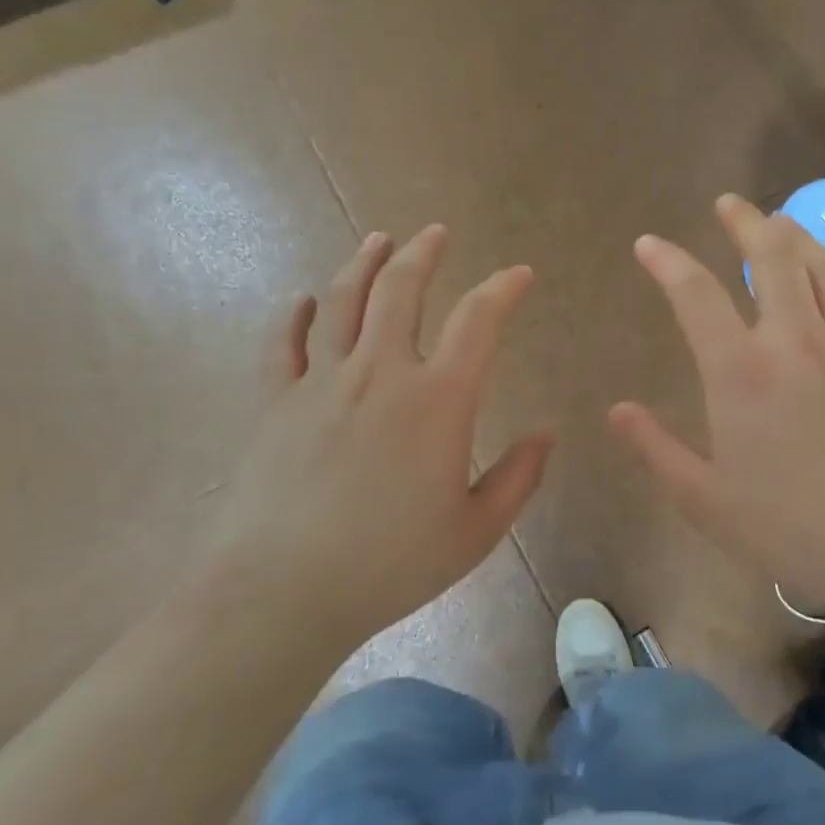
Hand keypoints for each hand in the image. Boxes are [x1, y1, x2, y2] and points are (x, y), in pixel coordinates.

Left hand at [209, 225, 551, 645]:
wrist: (284, 591)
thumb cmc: (391, 564)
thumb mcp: (475, 532)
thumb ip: (518, 478)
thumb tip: (547, 434)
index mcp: (438, 400)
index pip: (479, 321)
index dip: (503, 289)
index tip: (519, 275)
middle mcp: (380, 373)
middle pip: (401, 290)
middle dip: (423, 254)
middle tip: (435, 233)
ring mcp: (322, 382)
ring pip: (342, 301)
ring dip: (363, 263)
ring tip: (378, 240)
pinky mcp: (277, 402)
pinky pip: (285, 343)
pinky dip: (296, 315)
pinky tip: (305, 301)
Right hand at [610, 195, 824, 616]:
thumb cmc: (791, 526)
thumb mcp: (704, 498)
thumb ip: (656, 448)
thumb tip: (617, 410)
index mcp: (741, 371)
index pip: (696, 295)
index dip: (667, 262)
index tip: (649, 244)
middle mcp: (794, 342)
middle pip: (772, 258)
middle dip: (746, 222)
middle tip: (729, 203)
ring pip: (824, 270)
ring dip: (798, 239)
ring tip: (781, 222)